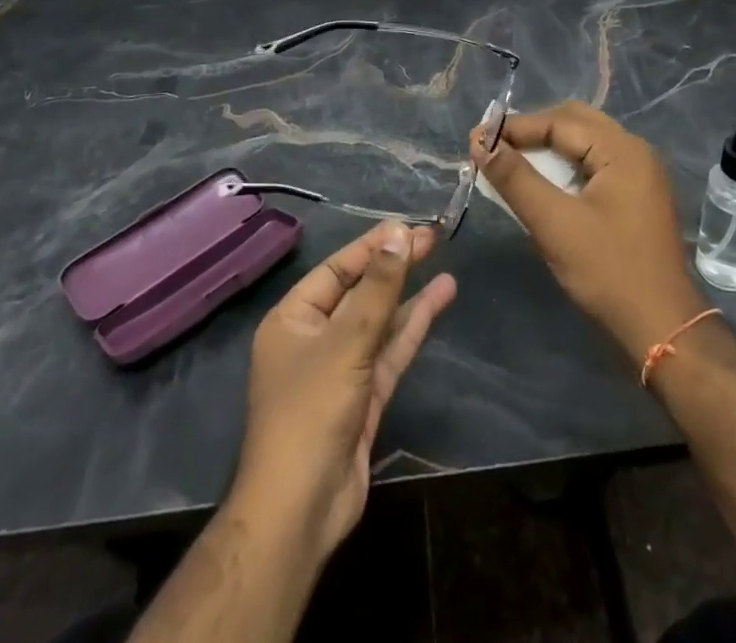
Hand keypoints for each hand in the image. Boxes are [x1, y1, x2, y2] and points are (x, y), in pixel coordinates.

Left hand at [233, 221, 457, 558]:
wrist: (302, 509)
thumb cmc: (311, 411)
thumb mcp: (346, 341)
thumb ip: (377, 288)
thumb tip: (398, 234)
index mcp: (293, 318)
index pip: (337, 269)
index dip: (372, 246)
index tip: (407, 226)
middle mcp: (314, 337)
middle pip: (361, 291)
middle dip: (394, 266)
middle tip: (431, 237)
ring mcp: (341, 368)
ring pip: (379, 320)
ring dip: (409, 294)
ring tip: (443, 262)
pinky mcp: (364, 396)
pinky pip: (390, 350)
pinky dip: (413, 325)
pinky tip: (438, 298)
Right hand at [473, 101, 705, 364]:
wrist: (663, 328)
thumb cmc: (608, 272)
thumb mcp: (554, 224)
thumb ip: (515, 178)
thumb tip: (480, 141)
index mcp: (622, 150)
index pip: (559, 122)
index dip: (514, 127)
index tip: (475, 137)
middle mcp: (635, 151)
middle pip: (575, 122)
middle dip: (532, 131)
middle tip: (494, 145)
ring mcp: (640, 174)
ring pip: (585, 143)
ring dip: (548, 147)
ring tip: (511, 160)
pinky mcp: (637, 196)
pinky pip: (595, 164)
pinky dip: (565, 165)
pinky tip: (543, 182)